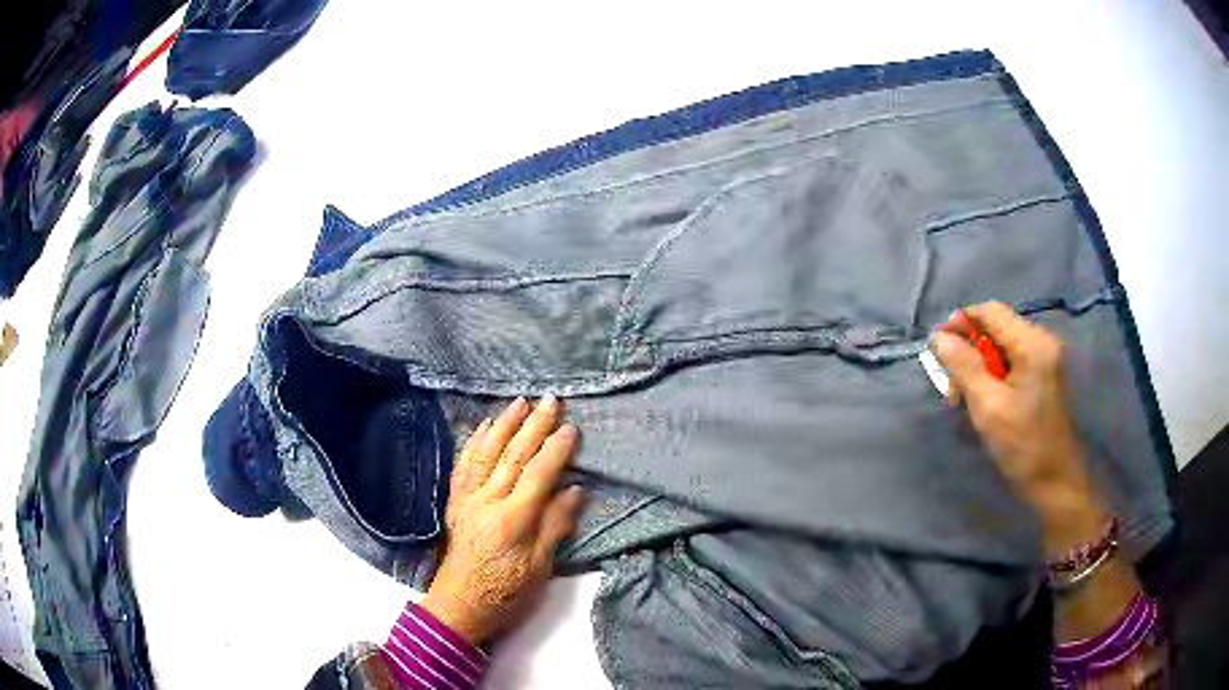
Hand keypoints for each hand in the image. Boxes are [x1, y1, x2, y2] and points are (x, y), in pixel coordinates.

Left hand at [420, 395, 584, 644]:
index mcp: (513, 519)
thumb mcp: (539, 568)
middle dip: (534, 425)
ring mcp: (467, 499)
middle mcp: (487, 501)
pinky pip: (464, 465)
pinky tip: (483, 427)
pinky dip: (475, 442)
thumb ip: (555, 526)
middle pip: (513, 455)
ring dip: (504, 424)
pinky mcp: (455, 502)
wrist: (460, 605)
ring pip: (486, 452)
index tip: (571, 427)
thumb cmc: (506, 593)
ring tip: (519, 402)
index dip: (556, 449)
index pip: (538, 474)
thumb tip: (575, 490)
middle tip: (550, 400)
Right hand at [931, 302, 1106, 556]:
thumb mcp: (988, 407)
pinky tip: (984, 399)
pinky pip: (1011, 360)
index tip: (937, 347)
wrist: (1055, 480)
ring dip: (978, 365)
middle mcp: (1041, 340)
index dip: (960, 322)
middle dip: (969, 350)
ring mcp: (1045, 357)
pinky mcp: (1044, 373)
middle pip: (995, 327)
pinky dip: (993, 374)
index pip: (990, 311)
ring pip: (1001, 345)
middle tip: (951, 387)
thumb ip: (964, 367)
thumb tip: (939, 338)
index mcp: (1031, 343)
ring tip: (964, 399)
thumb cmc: (1023, 445)